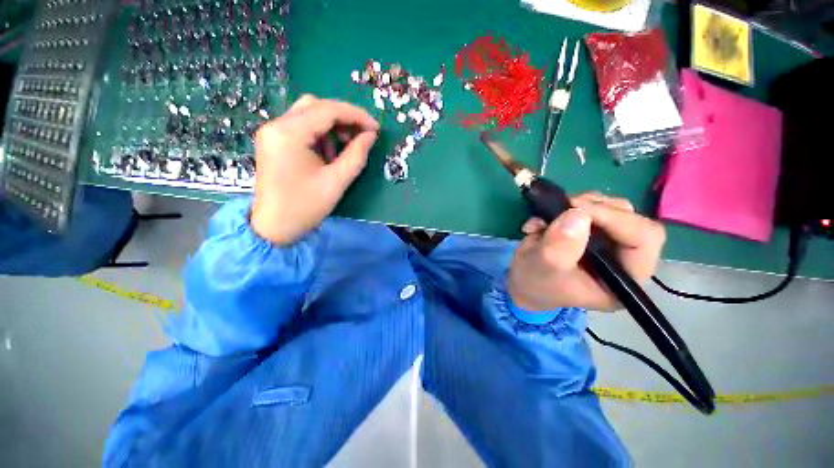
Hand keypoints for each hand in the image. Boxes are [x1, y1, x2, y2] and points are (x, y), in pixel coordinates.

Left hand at [251, 95, 379, 244]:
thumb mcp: (336, 182)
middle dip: (344, 118)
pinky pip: (301, 127)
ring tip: (346, 148)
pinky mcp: (274, 142)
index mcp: (289, 134)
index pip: (327, 110)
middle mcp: (276, 125)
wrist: (274, 228)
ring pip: (308, 114)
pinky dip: (321, 135)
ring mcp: (273, 133)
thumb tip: (370, 135)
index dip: (356, 115)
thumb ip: (356, 155)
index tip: (376, 128)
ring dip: (332, 126)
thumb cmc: (305, 207)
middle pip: (316, 106)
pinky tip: (329, 153)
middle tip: (362, 135)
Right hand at [508, 192, 665, 311]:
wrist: (523, 282)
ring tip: (544, 221)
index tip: (577, 209)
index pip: (644, 238)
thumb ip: (560, 247)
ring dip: (574, 206)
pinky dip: (563, 206)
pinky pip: (588, 205)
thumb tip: (578, 214)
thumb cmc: (537, 284)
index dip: (615, 218)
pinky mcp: (593, 229)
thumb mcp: (544, 269)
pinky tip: (543, 222)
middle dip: (592, 208)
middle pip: (628, 216)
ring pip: (608, 206)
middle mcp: (625, 256)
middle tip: (560, 209)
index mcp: (626, 277)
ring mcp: (609, 240)